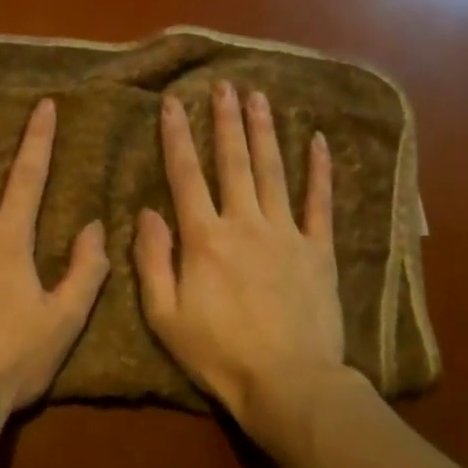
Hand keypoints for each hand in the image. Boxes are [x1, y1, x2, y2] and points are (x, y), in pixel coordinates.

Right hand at [133, 82, 346, 438]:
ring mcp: (286, 233)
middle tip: (224, 85)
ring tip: (260, 98)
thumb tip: (147, 212)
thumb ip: (152, 260)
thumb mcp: (164, 316)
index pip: (186, 175)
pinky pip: (320, 202)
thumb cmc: (218, 353)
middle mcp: (245, 223)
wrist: (287, 382)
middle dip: (226, 120)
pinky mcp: (319, 250)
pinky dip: (320, 171)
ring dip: (265, 132)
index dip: (177, 137)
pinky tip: (319, 141)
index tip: (172, 103)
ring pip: (273, 171)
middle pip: (233, 162)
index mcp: (204, 238)